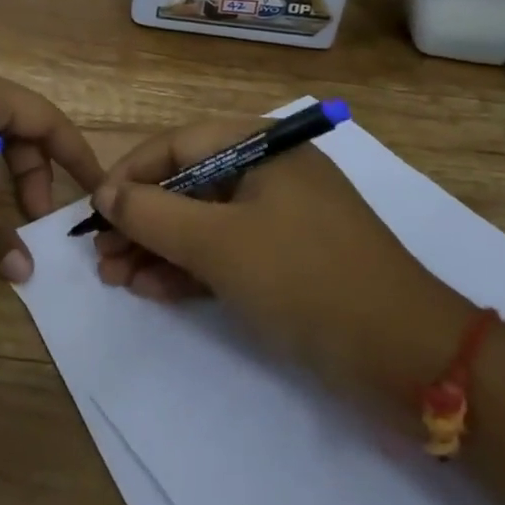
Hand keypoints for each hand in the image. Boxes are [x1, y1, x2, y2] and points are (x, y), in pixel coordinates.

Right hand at [90, 119, 469, 398]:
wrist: (410, 359)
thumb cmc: (306, 279)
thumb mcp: (219, 243)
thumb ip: (153, 213)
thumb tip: (104, 194)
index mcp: (259, 147)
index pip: (177, 145)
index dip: (130, 175)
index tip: (94, 211)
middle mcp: (268, 173)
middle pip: (186, 185)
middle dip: (140, 221)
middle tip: (101, 257)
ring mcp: (279, 219)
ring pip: (202, 223)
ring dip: (157, 249)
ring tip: (116, 279)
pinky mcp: (287, 261)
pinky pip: (225, 253)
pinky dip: (189, 270)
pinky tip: (152, 290)